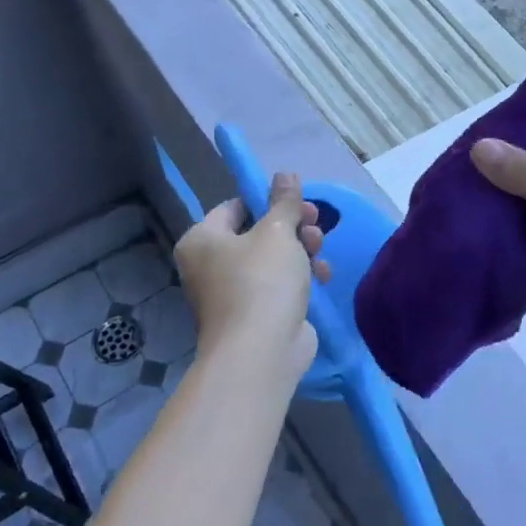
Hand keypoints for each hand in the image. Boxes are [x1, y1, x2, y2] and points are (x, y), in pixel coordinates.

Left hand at [175, 171, 330, 385]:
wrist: (261, 352)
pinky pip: (278, 285)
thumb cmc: (261, 281)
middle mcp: (210, 265)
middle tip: (316, 224)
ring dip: (301, 250)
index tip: (299, 202)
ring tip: (320, 251)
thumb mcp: (277, 232)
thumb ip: (284, 201)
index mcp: (202, 240)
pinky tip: (322, 277)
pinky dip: (300, 278)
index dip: (268, 201)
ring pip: (272, 259)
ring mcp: (232, 293)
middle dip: (292, 227)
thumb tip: (285, 173)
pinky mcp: (255, 314)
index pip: (235, 207)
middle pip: (256, 233)